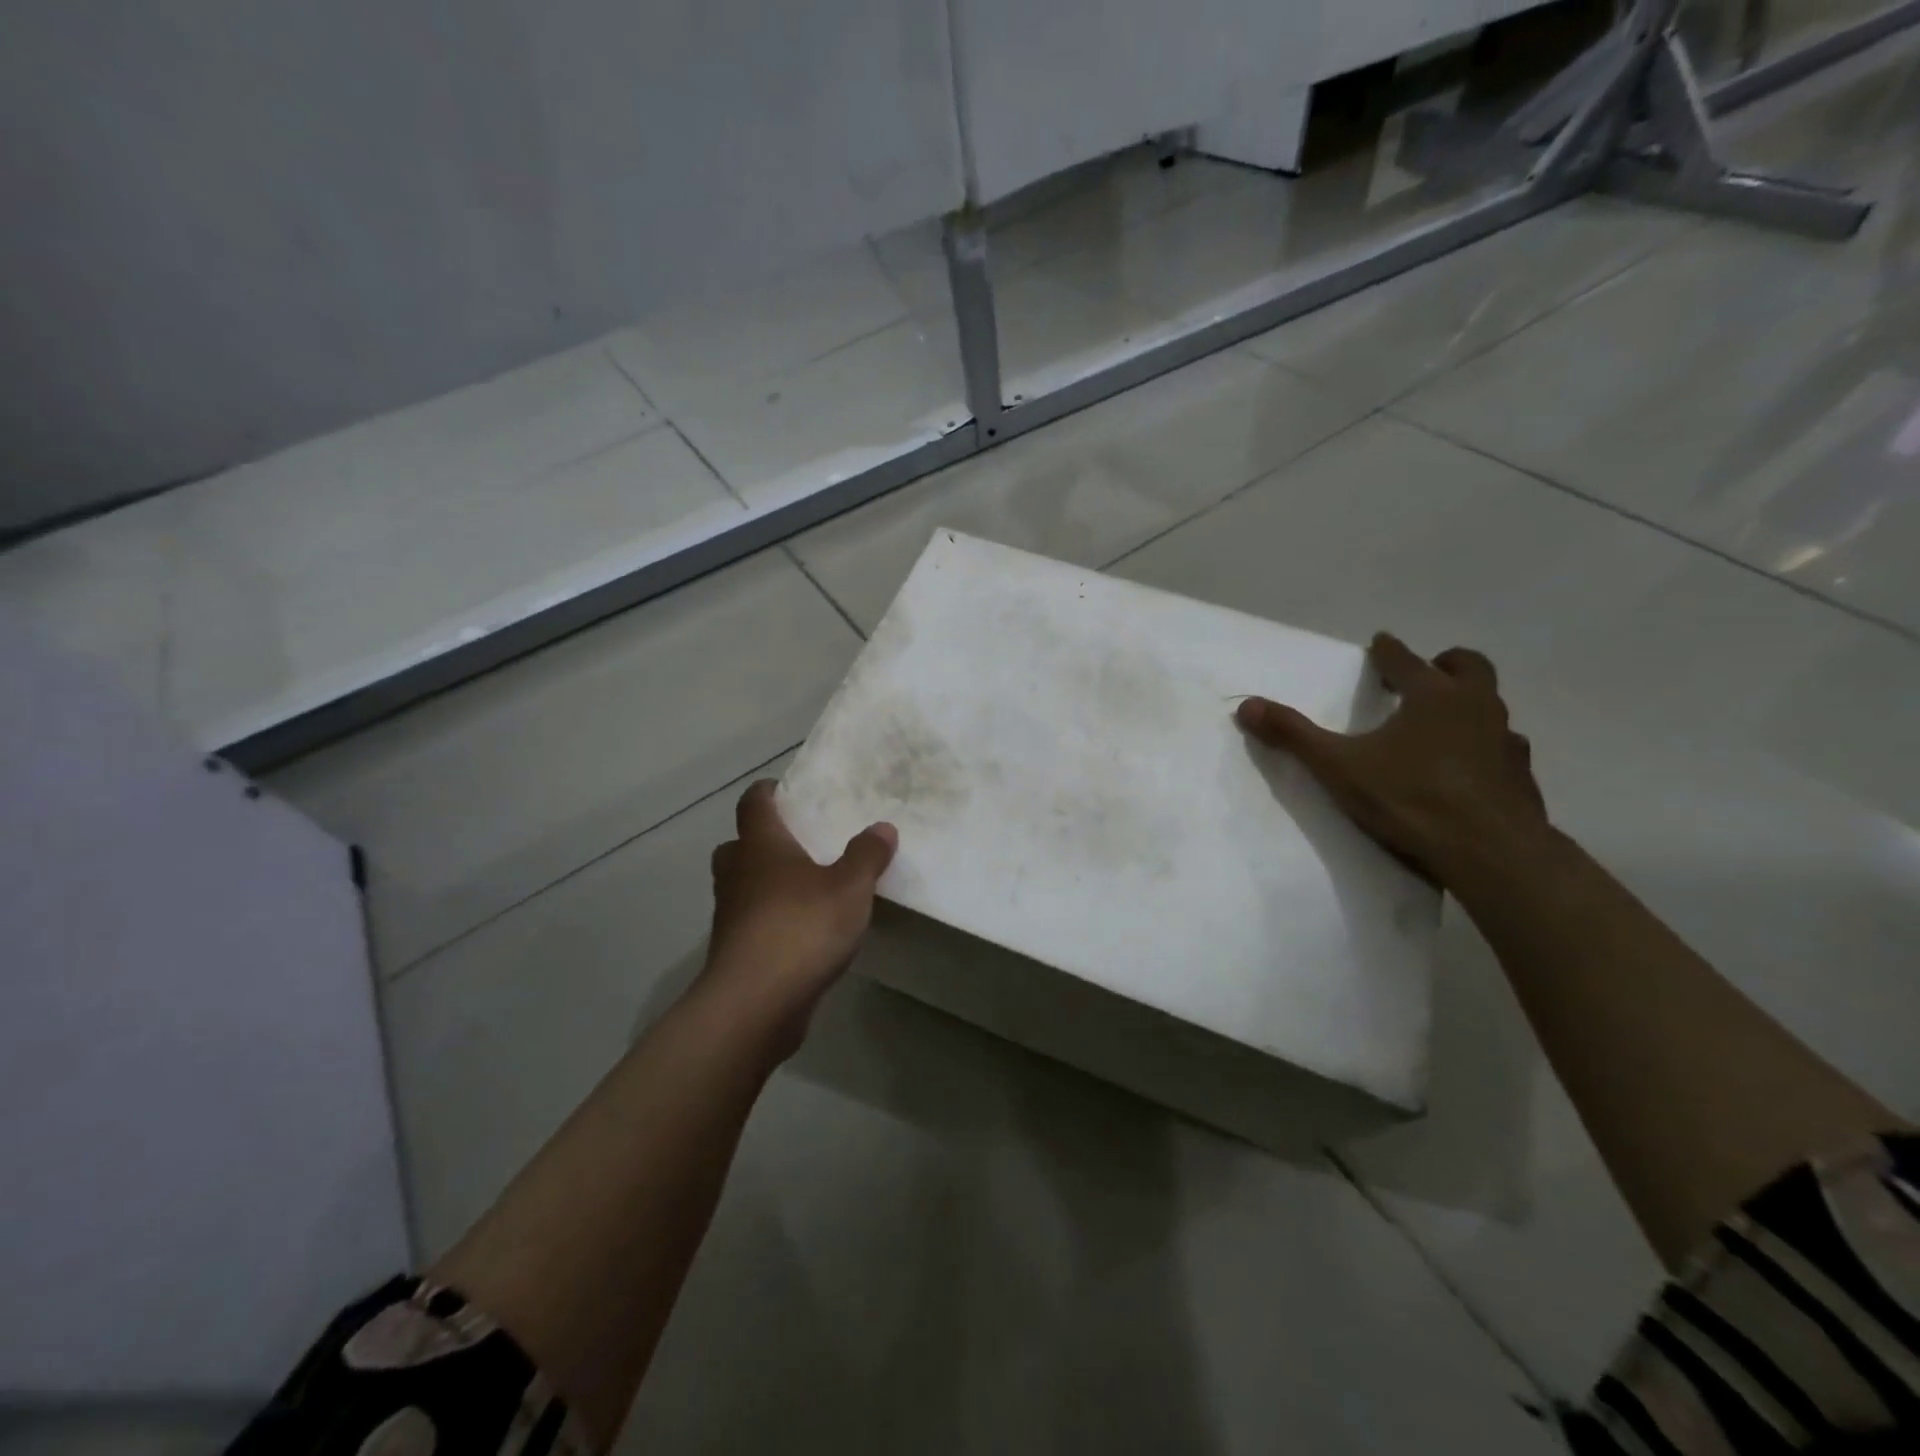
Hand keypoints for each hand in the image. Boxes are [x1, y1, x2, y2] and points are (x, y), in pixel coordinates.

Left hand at [699, 779, 897, 1051]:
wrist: (756, 1003)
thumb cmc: (801, 927)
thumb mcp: (850, 887)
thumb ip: (867, 855)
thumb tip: (882, 827)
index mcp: (760, 845)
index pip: (754, 802)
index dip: (768, 792)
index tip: (789, 790)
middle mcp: (738, 873)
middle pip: (740, 844)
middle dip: (764, 840)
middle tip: (800, 843)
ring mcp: (731, 914)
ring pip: (743, 885)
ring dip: (767, 882)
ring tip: (808, 887)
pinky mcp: (735, 951)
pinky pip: (752, 921)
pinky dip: (771, 918)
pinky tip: (803, 931)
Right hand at [1234, 633, 1548, 886]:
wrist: (1491, 852)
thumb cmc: (1410, 799)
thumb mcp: (1338, 767)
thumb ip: (1293, 734)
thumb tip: (1247, 705)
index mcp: (1432, 696)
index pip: (1406, 660)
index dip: (1389, 650)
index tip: (1381, 643)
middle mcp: (1476, 707)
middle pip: (1469, 667)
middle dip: (1445, 664)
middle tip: (1425, 672)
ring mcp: (1505, 741)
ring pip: (1492, 706)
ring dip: (1468, 704)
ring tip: (1442, 724)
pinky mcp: (1521, 776)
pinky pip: (1504, 747)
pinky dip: (1486, 746)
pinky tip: (1470, 768)